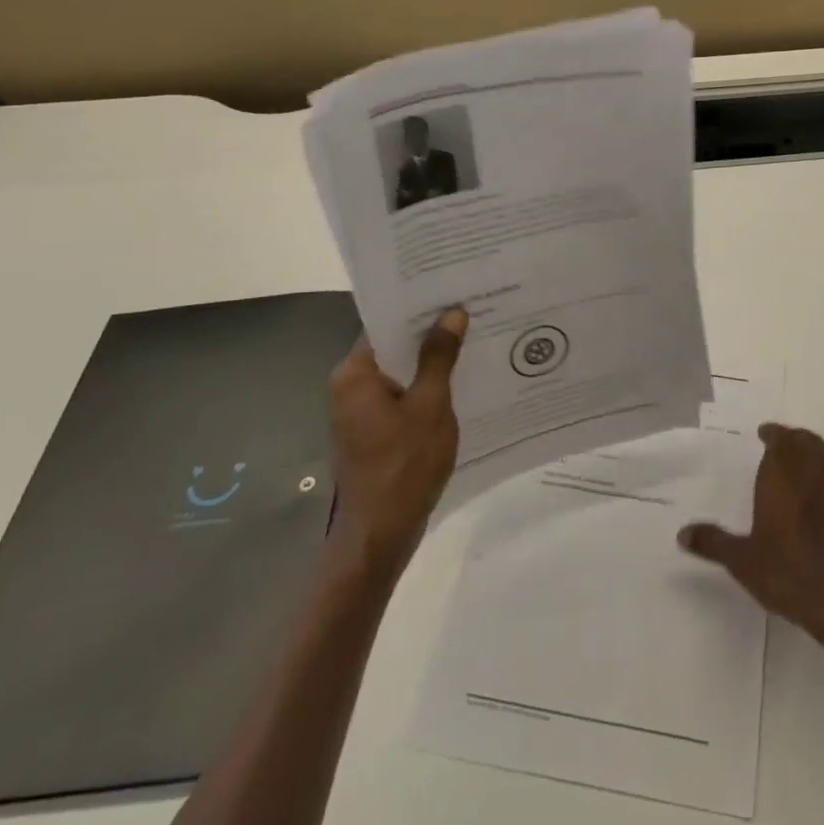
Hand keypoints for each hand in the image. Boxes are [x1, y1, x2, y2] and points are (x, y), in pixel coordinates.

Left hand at [325, 308, 466, 574]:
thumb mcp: (430, 405)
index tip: (452, 289)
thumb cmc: (404, 465)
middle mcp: (350, 387)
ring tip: (473, 338)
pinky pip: (402, 395)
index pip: (386, 323)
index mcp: (355, 374)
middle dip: (431, 332)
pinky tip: (461, 380)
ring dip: (431, 360)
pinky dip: (426, 386)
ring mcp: (360, 411)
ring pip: (400, 372)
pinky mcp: (373, 431)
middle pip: (393, 346)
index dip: (418, 306)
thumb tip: (451, 313)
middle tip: (472, 309)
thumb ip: (439, 357)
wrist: (380, 535)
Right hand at [679, 422, 823, 642]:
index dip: (775, 432)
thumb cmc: (786, 572)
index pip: (782, 440)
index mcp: (783, 480)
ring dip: (821, 455)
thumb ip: (713, 543)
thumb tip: (682, 533)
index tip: (764, 432)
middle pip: (810, 443)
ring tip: (809, 464)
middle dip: (797, 438)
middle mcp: (813, 479)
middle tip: (783, 444)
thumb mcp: (741, 561)